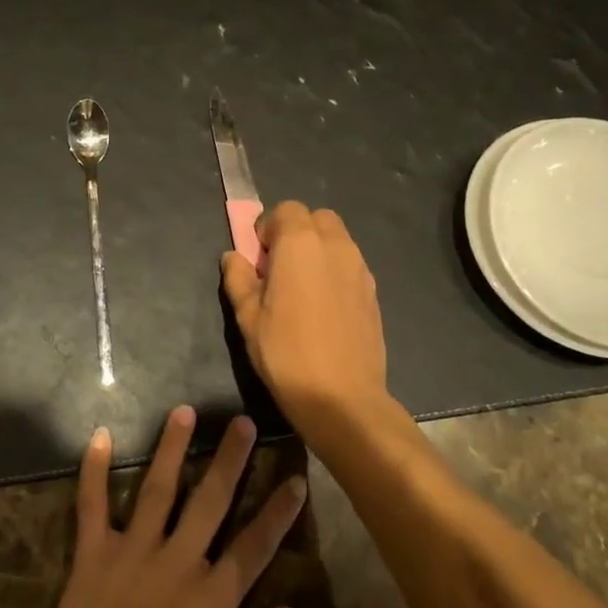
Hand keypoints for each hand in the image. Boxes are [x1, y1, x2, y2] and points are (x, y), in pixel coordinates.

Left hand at [32, 408, 305, 607]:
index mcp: (214, 599)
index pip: (255, 545)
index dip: (279, 512)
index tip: (296, 479)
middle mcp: (178, 562)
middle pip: (211, 501)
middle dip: (231, 459)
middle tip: (243, 422)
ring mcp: (134, 553)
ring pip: (157, 488)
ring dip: (171, 448)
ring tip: (184, 411)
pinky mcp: (94, 555)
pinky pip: (92, 505)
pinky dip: (94, 471)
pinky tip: (100, 436)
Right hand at [222, 201, 386, 419]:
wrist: (342, 398)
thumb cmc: (286, 354)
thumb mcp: (247, 318)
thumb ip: (238, 279)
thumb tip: (234, 257)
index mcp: (300, 244)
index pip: (286, 210)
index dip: (268, 228)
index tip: (259, 258)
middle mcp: (335, 246)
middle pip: (316, 218)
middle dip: (296, 232)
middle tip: (279, 267)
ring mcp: (360, 268)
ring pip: (337, 239)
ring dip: (317, 249)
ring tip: (302, 288)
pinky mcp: (373, 292)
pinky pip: (350, 264)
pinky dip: (334, 270)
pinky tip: (323, 307)